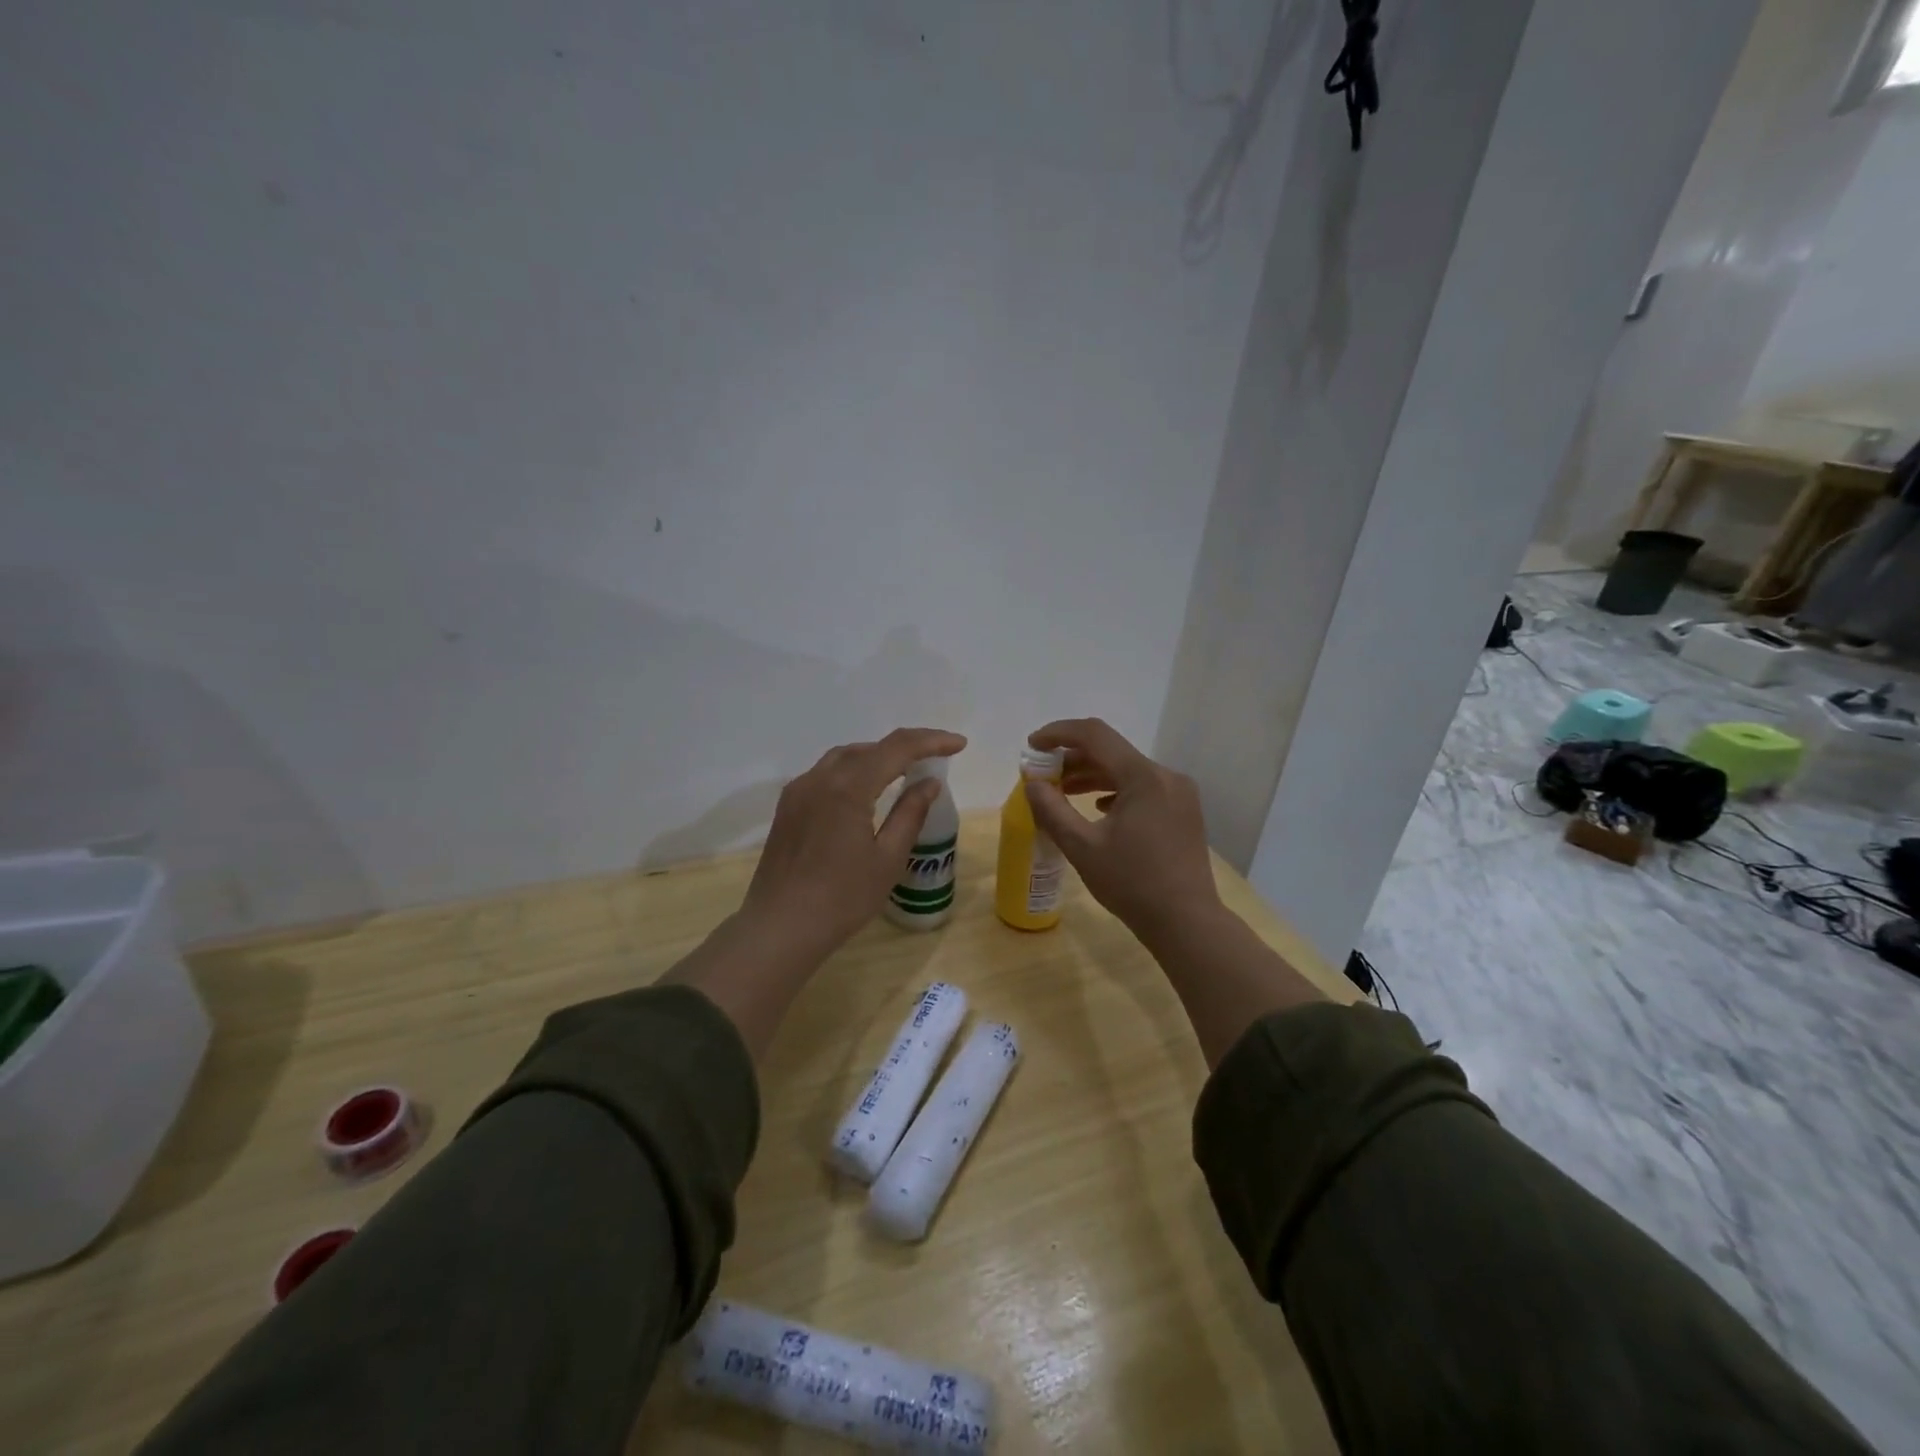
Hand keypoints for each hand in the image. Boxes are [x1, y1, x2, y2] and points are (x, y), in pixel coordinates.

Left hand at [740, 727, 966, 959]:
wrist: (780, 927)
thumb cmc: (842, 898)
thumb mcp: (887, 859)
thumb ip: (910, 814)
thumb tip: (929, 783)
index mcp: (848, 787)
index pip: (897, 748)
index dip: (931, 741)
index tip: (958, 744)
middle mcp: (820, 778)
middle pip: (870, 748)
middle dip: (906, 747)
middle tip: (936, 757)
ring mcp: (799, 791)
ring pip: (844, 757)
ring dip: (877, 756)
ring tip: (904, 770)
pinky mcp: (787, 807)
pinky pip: (825, 774)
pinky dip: (852, 771)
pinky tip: (864, 790)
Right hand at [1022, 718, 1223, 944]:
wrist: (1187, 922)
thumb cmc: (1132, 884)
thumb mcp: (1082, 847)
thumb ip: (1052, 809)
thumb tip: (1032, 783)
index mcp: (1143, 777)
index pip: (1094, 735)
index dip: (1059, 733)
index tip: (1032, 745)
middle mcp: (1165, 775)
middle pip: (1111, 751)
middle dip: (1073, 758)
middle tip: (1043, 775)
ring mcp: (1179, 793)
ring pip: (1127, 770)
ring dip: (1093, 775)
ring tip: (1062, 791)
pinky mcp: (1183, 811)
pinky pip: (1143, 787)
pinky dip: (1115, 790)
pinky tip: (1098, 808)